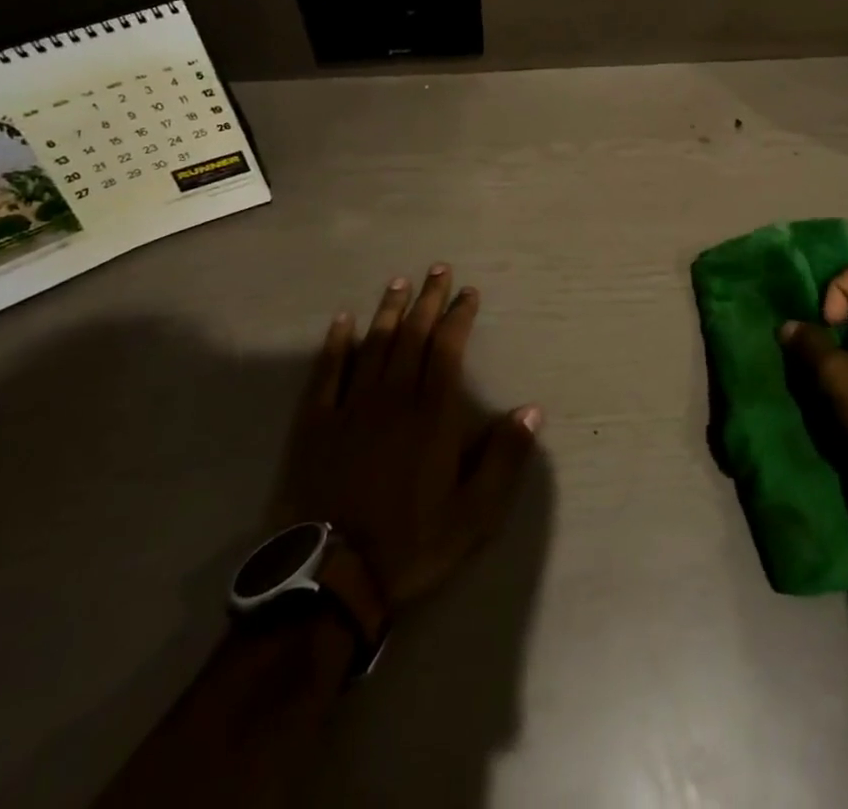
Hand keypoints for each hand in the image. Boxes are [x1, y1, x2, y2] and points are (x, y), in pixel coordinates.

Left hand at [280, 266, 541, 610]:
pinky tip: (343, 321)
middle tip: (437, 269)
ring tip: (399, 282)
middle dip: (427, 300)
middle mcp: (393, 398)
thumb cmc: (411, 544)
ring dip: (389, 311)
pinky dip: (336, 343)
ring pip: (374, 344)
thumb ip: (505, 459)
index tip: (468, 292)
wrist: (331, 579)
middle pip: (412, 336)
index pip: (448, 349)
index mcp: (432, 414)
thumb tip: (532, 410)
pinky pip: (327, 372)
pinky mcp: (316, 424)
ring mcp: (351, 407)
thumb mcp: (474, 514)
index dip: (459, 316)